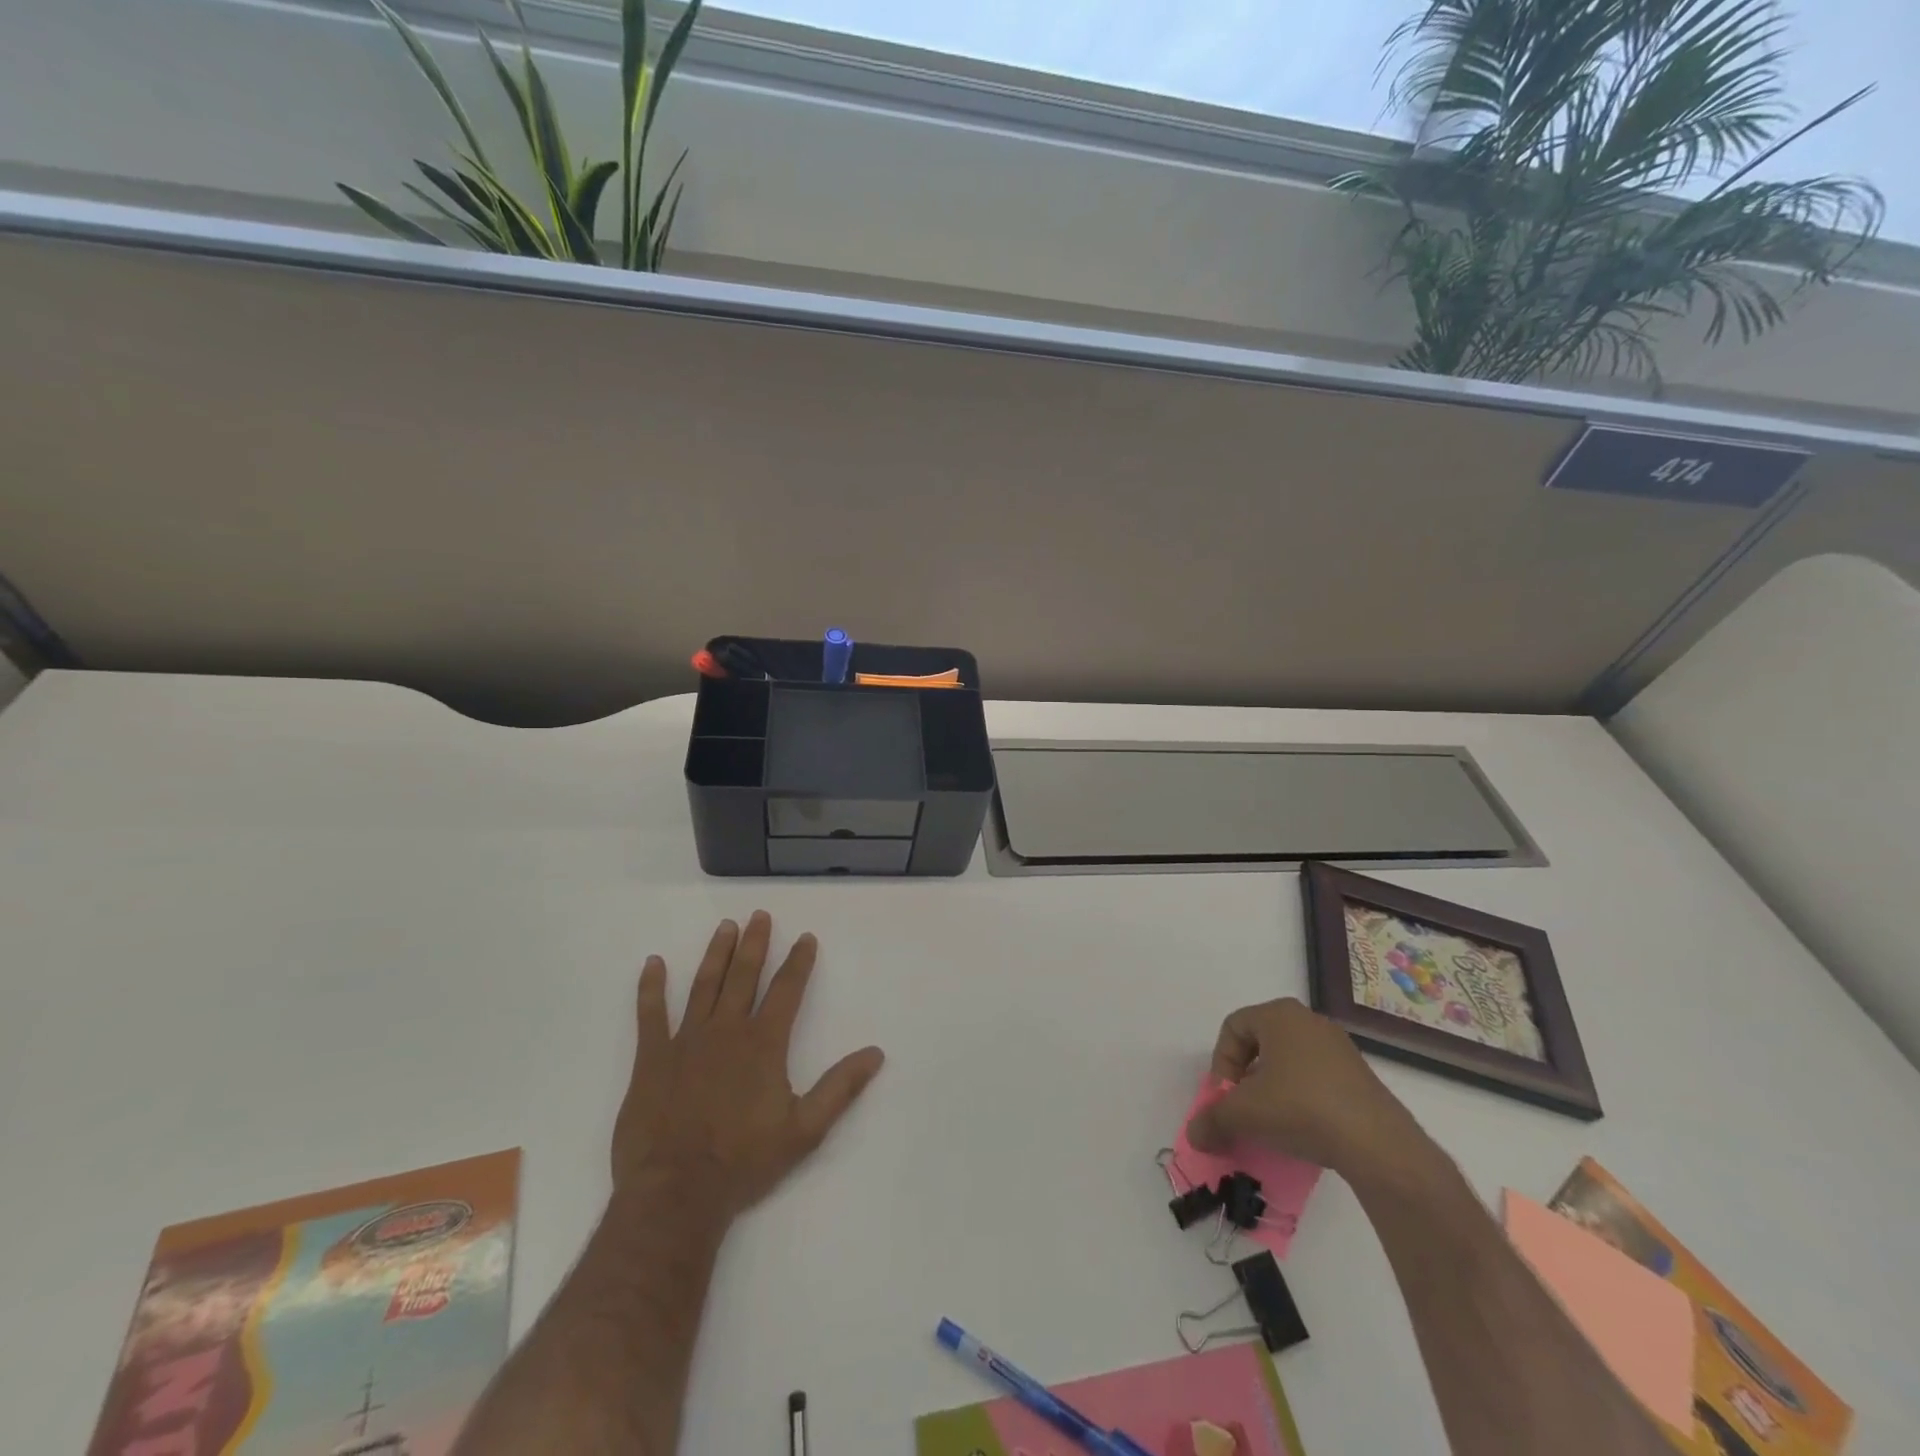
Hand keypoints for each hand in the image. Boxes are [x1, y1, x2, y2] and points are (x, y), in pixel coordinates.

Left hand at [613, 911, 884, 1220]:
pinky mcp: (652, 1058)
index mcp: (763, 1043)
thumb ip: (840, 1088)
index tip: (805, 938)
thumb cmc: (744, 1161)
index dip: (798, 962)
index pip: (786, 990)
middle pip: (744, 976)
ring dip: (716, 954)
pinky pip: (650, 1014)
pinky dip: (651, 988)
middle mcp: (726, 1030)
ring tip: (725, 927)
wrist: (676, 1192)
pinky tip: (653, 963)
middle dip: (755, 944)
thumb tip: (876, 1053)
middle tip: (760, 915)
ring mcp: (686, 1041)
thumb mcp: (805, 1130)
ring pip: (704, 985)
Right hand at [1187, 998, 1426, 1183]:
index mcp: (1279, 1014)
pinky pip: (1317, 1079)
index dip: (1221, 1062)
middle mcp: (1309, 1021)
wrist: (1377, 1143)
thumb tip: (1193, 1135)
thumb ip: (1213, 1119)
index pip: (1233, 1027)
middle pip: (1261, 1043)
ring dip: (1273, 1090)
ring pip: (1289, 1062)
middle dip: (1246, 1077)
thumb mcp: (1245, 1114)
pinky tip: (1304, 1130)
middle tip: (1245, 1109)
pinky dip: (1302, 1099)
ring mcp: (1339, 1047)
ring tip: (1273, 1124)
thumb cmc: (1300, 1108)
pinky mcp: (1360, 1076)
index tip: (1227, 1096)